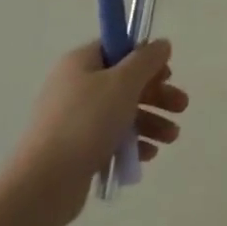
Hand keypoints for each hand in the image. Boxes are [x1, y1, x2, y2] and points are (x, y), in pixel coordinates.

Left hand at [16, 40, 188, 205]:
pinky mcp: (77, 148)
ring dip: (151, 121)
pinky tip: (148, 155)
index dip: (145, 58)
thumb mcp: (123, 83)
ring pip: (122, 113)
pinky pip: (111, 138)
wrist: (45, 182)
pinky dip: (133, 143)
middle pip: (125, 83)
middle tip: (182, 107)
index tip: (167, 73)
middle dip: (157, 94)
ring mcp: (75, 119)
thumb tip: (161, 43)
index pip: (118, 49)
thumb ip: (146, 60)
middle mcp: (76, 87)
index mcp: (81, 63)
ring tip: (171, 137)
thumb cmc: (86, 122)